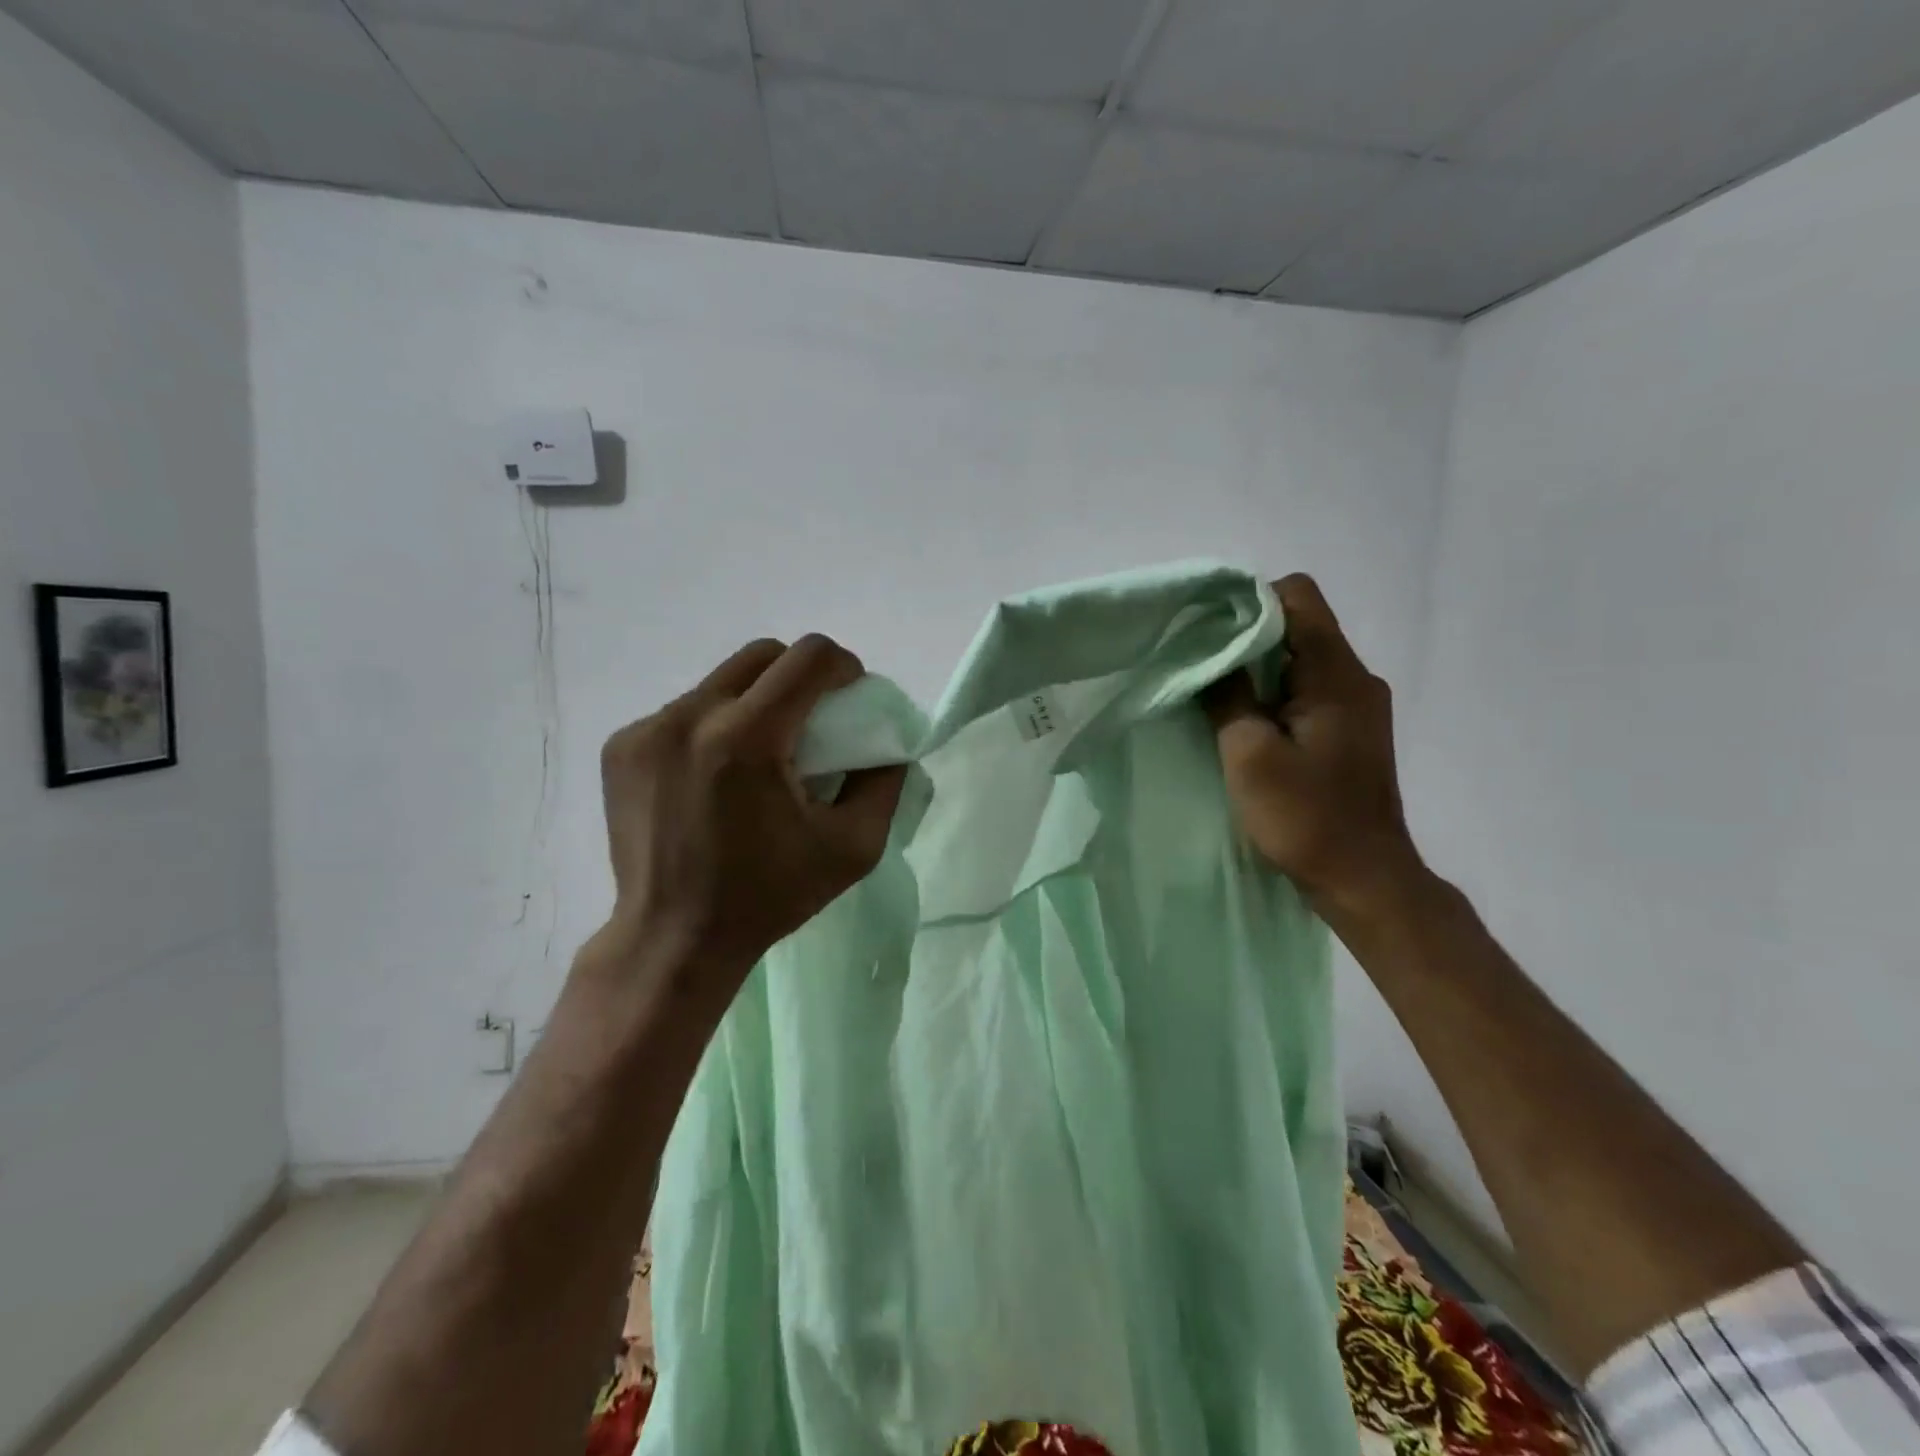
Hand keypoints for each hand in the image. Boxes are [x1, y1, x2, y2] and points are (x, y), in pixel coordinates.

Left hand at [594, 635, 907, 999]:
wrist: (673, 940)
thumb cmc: (769, 896)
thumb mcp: (854, 847)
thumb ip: (884, 781)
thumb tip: (887, 741)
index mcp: (747, 739)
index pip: (807, 658)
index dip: (842, 666)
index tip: (850, 696)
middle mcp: (689, 718)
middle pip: (762, 655)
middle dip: (800, 674)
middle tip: (813, 720)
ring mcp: (646, 730)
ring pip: (721, 681)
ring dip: (755, 701)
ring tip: (763, 753)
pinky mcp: (621, 747)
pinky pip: (685, 710)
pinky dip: (714, 726)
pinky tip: (718, 773)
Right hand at [1204, 575, 1425, 922]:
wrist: (1364, 879)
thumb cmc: (1305, 816)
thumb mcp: (1249, 754)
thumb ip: (1227, 696)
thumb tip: (1207, 655)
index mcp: (1336, 674)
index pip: (1298, 596)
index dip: (1249, 601)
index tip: (1208, 632)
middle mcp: (1356, 678)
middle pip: (1299, 625)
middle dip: (1246, 636)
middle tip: (1201, 665)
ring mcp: (1358, 706)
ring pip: (1302, 659)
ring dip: (1259, 669)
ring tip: (1217, 695)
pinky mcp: (1351, 731)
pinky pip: (1309, 690)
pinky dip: (1274, 694)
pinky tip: (1247, 723)